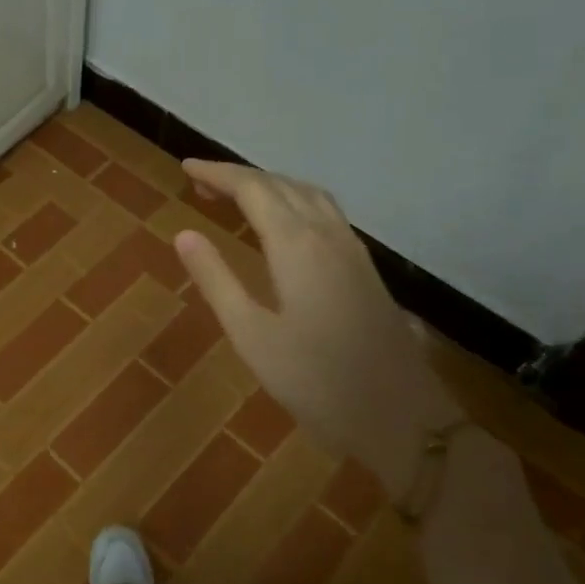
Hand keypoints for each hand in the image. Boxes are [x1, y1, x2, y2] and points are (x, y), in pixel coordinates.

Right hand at [174, 161, 459, 498]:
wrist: (400, 417)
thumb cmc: (315, 380)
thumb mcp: (251, 334)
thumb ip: (217, 279)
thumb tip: (184, 234)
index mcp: (296, 245)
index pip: (252, 189)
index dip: (218, 173)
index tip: (185, 167)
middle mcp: (327, 235)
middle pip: (281, 185)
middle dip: (239, 177)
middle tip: (201, 185)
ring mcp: (352, 250)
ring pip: (309, 195)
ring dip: (270, 186)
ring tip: (238, 198)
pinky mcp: (365, 269)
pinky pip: (325, 213)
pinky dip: (294, 202)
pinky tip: (284, 226)